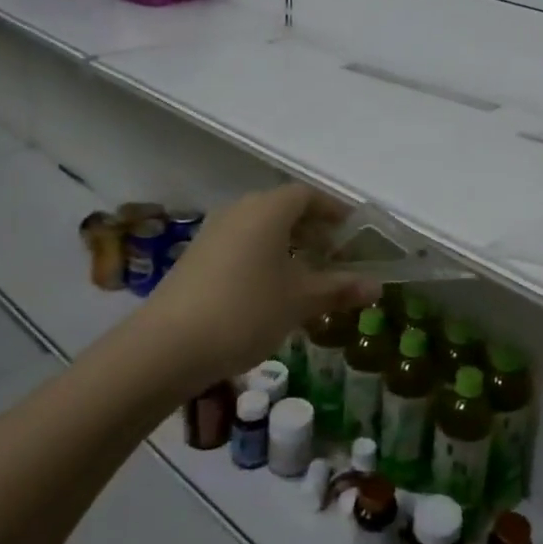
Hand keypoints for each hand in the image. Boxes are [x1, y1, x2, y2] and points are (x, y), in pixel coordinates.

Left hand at [145, 184, 378, 384]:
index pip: (308, 195)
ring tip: (307, 276)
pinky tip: (271, 292)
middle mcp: (239, 211)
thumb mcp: (300, 301)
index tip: (353, 232)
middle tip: (335, 256)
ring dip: (288, 245)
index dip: (334, 211)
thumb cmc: (245, 311)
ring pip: (261, 229)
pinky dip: (263, 258)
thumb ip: (339, 288)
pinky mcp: (196, 258)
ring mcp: (213, 233)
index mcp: (268, 210)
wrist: (166, 347)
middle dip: (313, 229)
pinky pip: (241, 245)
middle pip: (284, 209)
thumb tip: (377, 287)